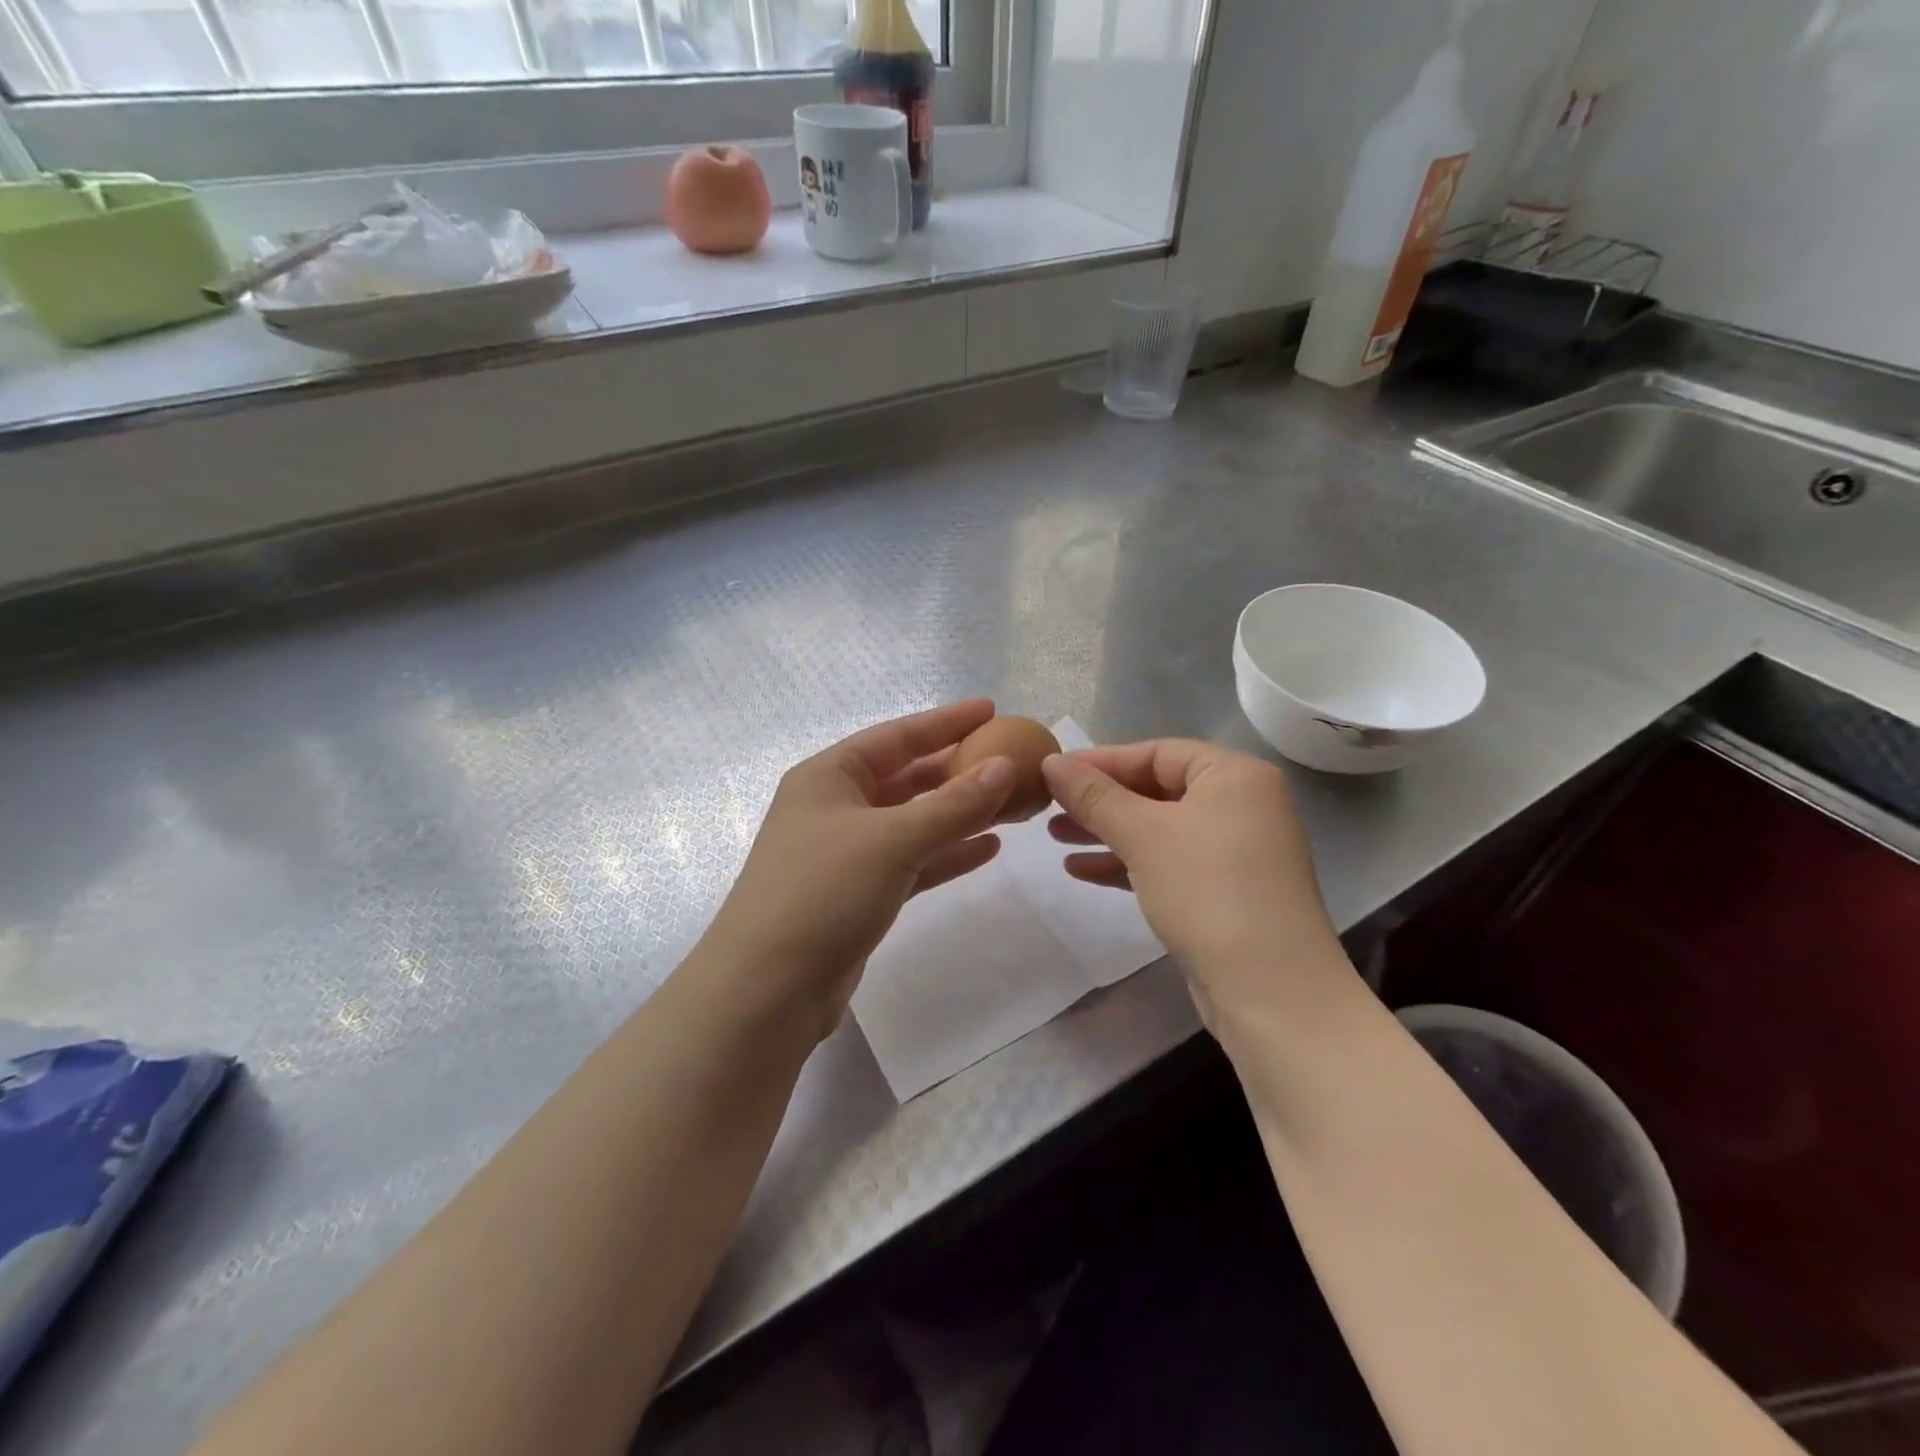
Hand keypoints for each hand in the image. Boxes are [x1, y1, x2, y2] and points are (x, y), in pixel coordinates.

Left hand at [695, 700, 1016, 1038]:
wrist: (767, 989)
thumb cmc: (823, 893)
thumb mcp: (892, 840)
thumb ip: (953, 804)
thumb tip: (1004, 767)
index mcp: (829, 776)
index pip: (897, 736)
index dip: (945, 721)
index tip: (991, 709)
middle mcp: (836, 807)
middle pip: (907, 777)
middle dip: (958, 770)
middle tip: (1011, 761)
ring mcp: (847, 853)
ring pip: (914, 821)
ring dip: (960, 813)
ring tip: (1011, 803)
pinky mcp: (859, 894)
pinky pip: (913, 862)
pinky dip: (947, 854)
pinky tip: (988, 848)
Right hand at [1042, 740, 1348, 1022]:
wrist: (1271, 992)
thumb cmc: (1207, 892)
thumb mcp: (1143, 835)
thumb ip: (1094, 795)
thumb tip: (1052, 761)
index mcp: (1234, 776)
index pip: (1157, 752)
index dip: (1101, 761)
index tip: (1052, 773)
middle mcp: (1242, 805)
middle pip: (1157, 789)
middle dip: (1100, 800)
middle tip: (1049, 807)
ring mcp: (1236, 852)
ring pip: (1158, 828)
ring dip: (1107, 831)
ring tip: (1056, 837)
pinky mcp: (1225, 892)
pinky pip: (1167, 862)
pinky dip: (1127, 862)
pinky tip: (1081, 871)